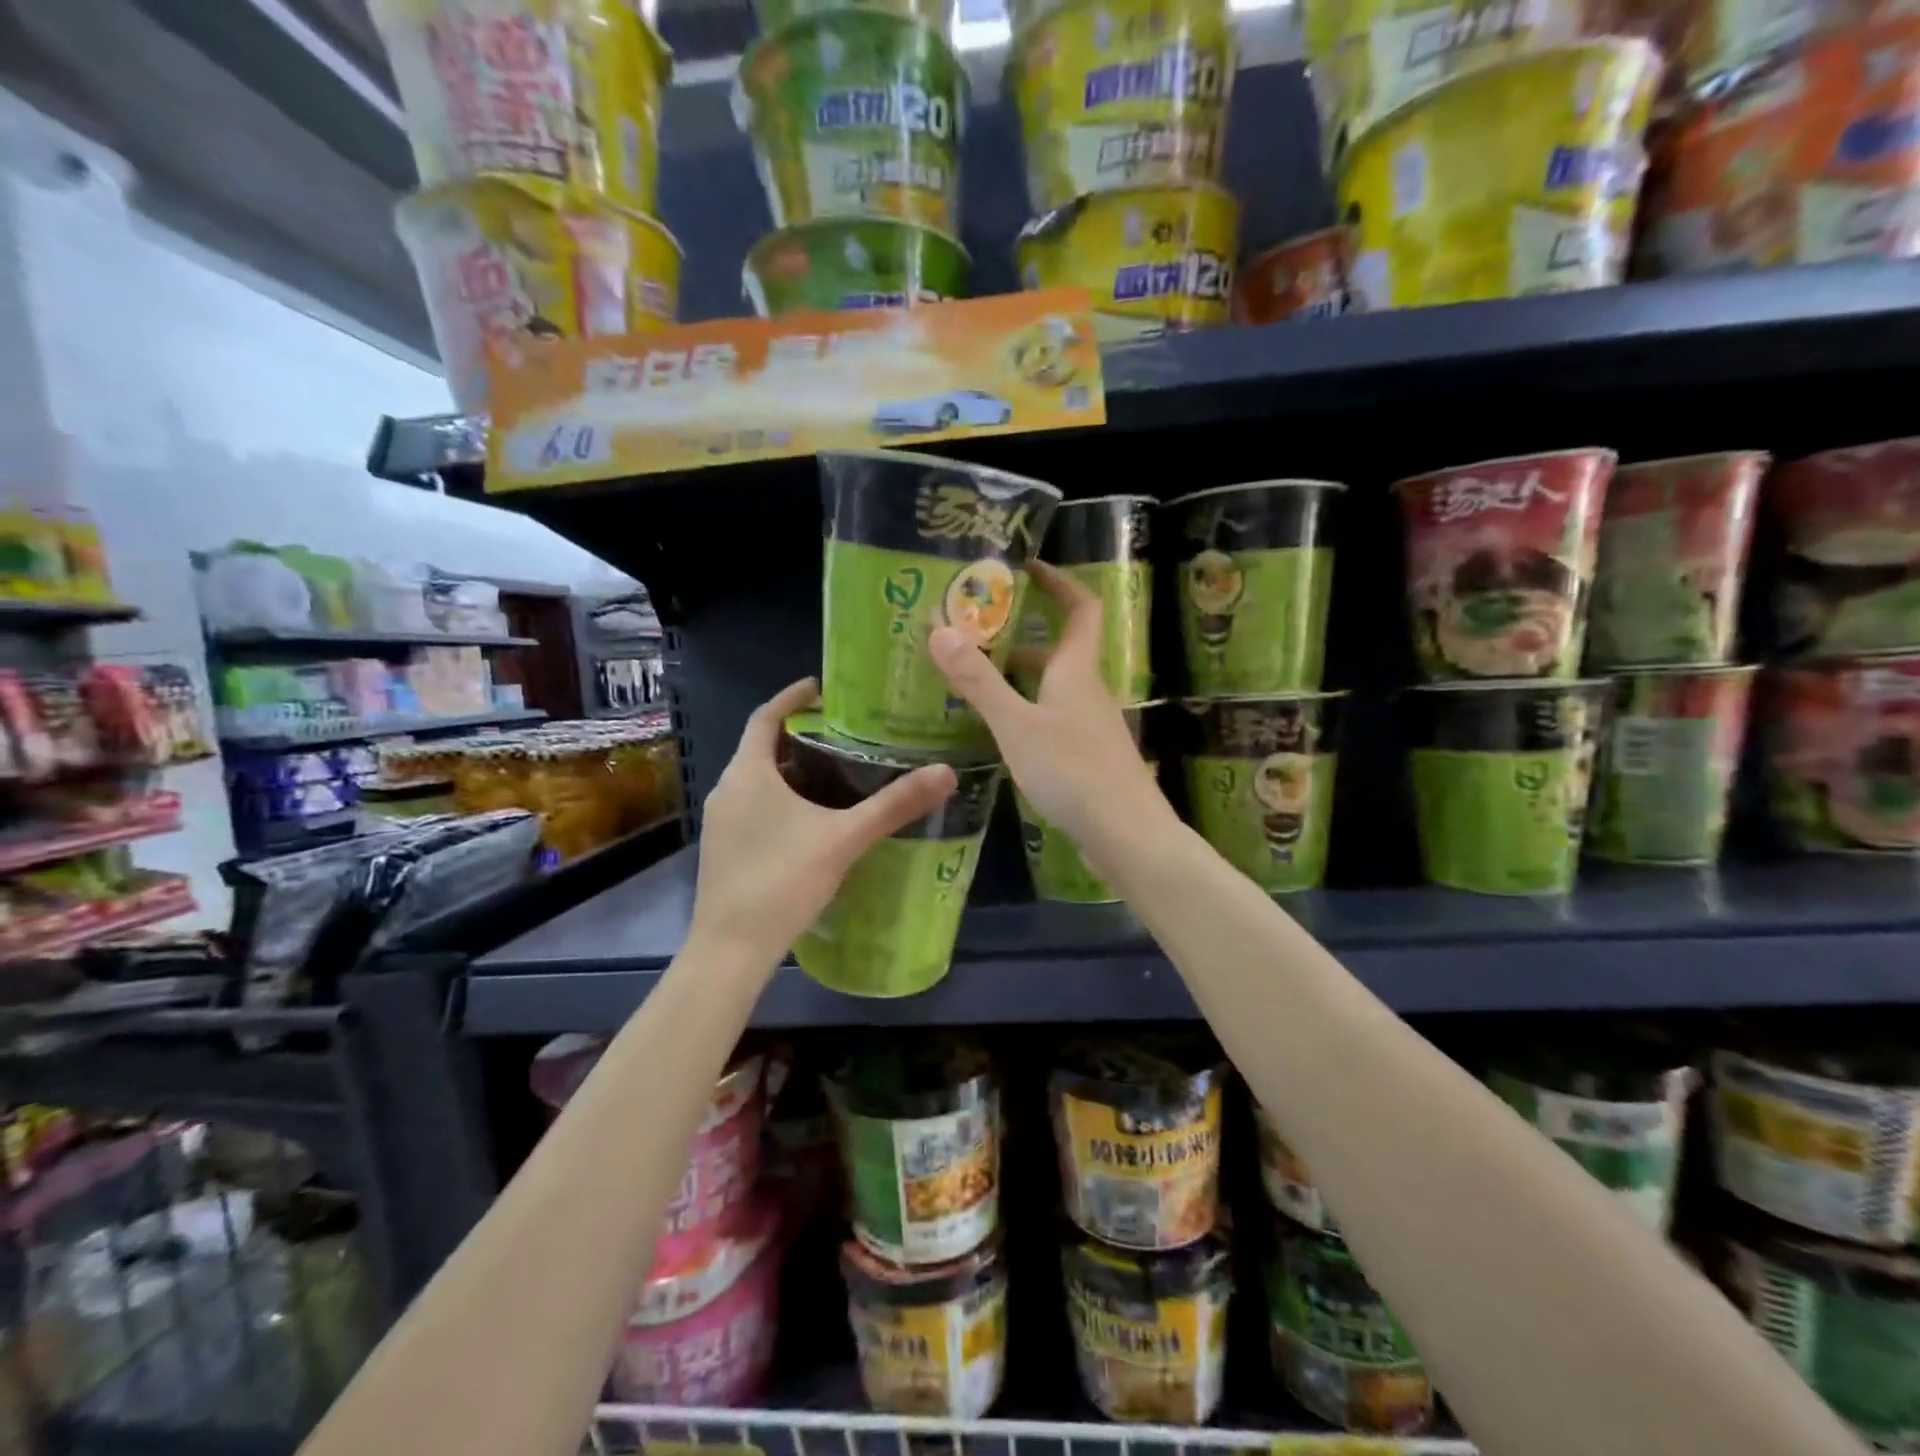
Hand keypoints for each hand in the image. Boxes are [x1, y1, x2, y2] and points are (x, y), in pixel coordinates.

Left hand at [689, 678, 956, 968]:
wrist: (731, 950)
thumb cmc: (783, 881)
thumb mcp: (845, 838)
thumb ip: (894, 805)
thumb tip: (946, 773)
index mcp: (748, 773)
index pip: (765, 716)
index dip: (792, 697)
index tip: (821, 688)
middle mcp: (728, 789)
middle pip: (763, 748)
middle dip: (801, 737)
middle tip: (845, 734)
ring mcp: (721, 822)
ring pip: (759, 781)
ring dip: (792, 771)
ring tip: (837, 774)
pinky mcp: (723, 849)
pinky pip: (754, 807)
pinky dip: (782, 800)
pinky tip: (814, 821)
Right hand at [929, 562, 1173, 854]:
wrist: (1126, 835)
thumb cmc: (1073, 771)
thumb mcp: (1017, 725)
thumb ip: (979, 681)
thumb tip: (940, 629)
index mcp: (1076, 670)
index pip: (1081, 607)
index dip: (1060, 582)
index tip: (1028, 567)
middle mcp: (1088, 690)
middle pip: (1059, 650)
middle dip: (1021, 635)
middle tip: (976, 630)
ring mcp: (1090, 726)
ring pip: (1053, 688)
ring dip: (1019, 677)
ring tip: (975, 677)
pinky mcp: (1087, 757)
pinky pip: (1053, 719)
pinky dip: (1026, 712)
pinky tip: (1000, 731)